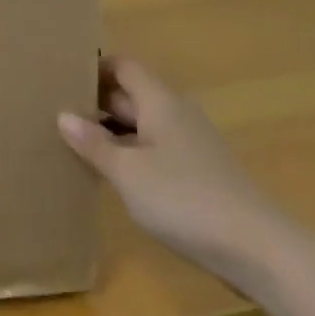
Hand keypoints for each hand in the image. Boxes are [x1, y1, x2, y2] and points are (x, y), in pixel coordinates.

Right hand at [58, 57, 299, 295]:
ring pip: (143, 125)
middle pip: (132, 94)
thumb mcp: (128, 172)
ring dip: (112, 130)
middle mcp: (176, 114)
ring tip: (75, 142)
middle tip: (56, 110)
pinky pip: (155, 150)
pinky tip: (112, 175)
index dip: (95, 66)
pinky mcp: (199, 174)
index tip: (62, 76)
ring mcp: (190, 145)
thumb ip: (94, 144)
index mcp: (160, 102)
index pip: (124, 66)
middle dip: (97, 100)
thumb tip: (63, 115)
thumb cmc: (185, 199)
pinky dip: (131, 154)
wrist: (258, 249)